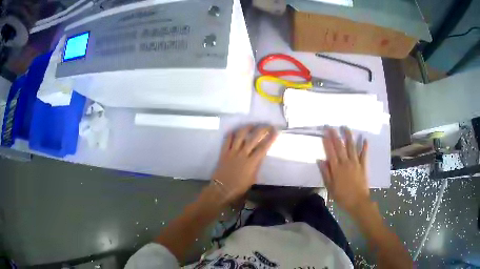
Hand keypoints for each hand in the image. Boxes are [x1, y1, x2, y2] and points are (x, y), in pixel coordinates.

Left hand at [212, 125, 277, 202]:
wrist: (222, 189)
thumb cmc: (239, 188)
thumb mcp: (253, 179)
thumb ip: (256, 166)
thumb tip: (259, 158)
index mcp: (252, 162)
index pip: (263, 147)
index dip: (270, 138)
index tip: (275, 131)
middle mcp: (243, 154)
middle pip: (253, 138)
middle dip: (262, 129)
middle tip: (267, 125)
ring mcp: (232, 152)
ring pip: (240, 135)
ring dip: (247, 128)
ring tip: (252, 125)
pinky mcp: (224, 152)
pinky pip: (227, 140)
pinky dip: (231, 134)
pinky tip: (235, 131)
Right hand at [319, 127, 369, 213]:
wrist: (358, 202)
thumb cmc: (342, 196)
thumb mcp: (330, 187)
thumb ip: (326, 173)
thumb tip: (320, 160)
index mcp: (336, 168)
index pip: (330, 152)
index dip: (327, 141)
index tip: (324, 132)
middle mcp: (346, 163)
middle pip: (340, 146)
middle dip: (335, 135)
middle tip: (331, 126)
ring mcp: (355, 163)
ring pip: (352, 147)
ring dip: (348, 136)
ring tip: (346, 127)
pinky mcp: (363, 166)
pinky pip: (364, 154)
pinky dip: (364, 147)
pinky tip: (364, 139)